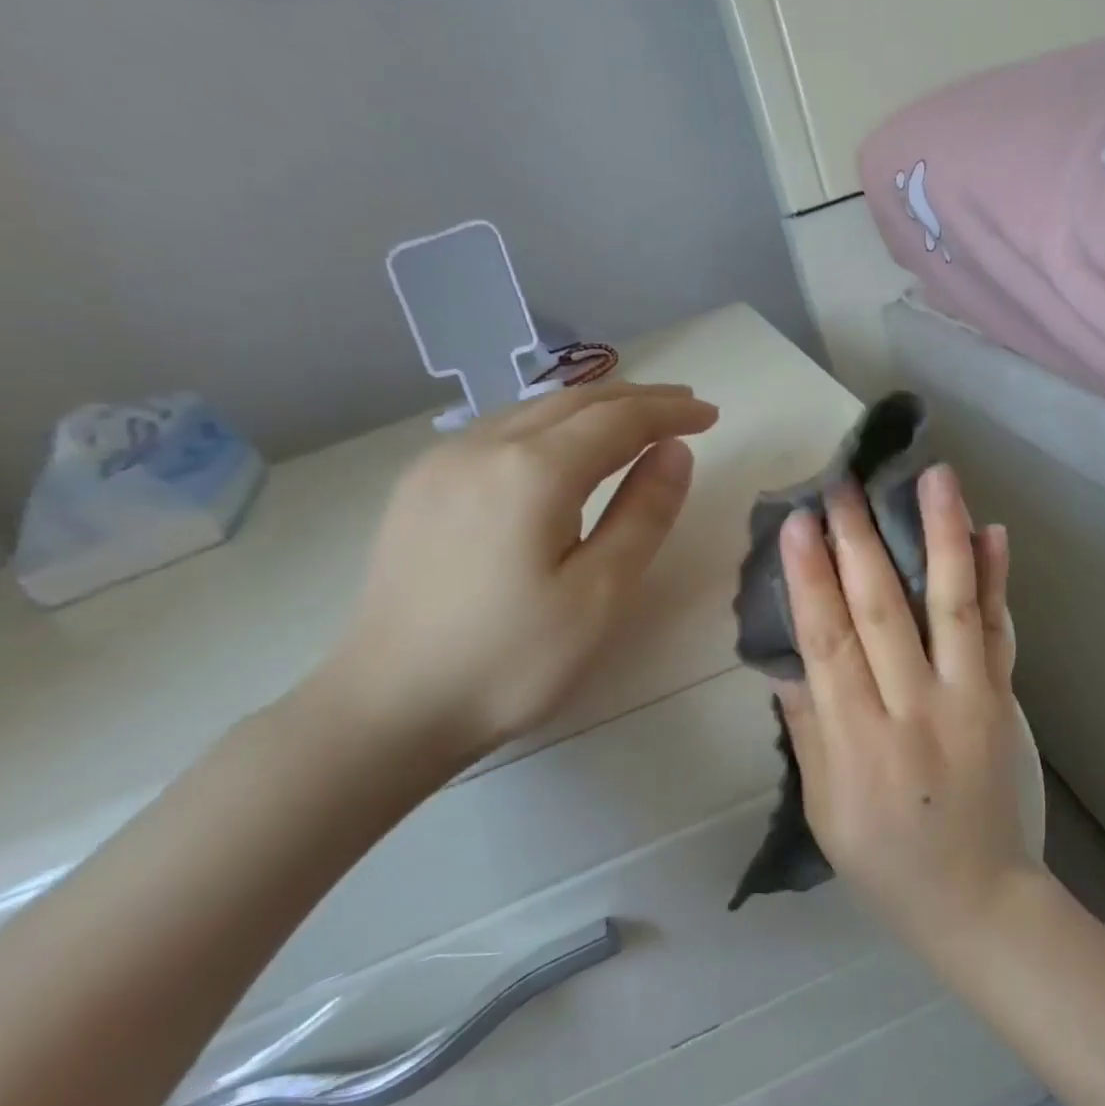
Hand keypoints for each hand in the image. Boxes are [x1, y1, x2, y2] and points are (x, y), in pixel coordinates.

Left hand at [318, 383, 718, 763]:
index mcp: (532, 472)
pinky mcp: (420, 487)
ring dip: (592, 410)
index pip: (618, 419)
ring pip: (532, 411)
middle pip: (573, 402)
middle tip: (685, 410)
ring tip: (636, 424)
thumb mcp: (600, 595)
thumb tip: (675, 452)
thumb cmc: (513, 661)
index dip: (669, 413)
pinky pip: (499, 432)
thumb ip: (644, 514)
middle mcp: (480, 447)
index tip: (711, 415)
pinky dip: (549, 427)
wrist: (392, 705)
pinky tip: (563, 450)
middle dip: (636, 400)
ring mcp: (440, 463)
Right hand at [776, 464, 1042, 951]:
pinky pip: (999, 633)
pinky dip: (997, 582)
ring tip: (935, 477)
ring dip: (942, 537)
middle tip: (845, 482)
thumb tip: (786, 663)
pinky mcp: (1004, 701)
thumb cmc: (886, 862)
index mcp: (859, 741)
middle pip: (884, 611)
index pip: (829, 642)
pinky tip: (994, 534)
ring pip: (951, 606)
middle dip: (861, 540)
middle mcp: (915, 709)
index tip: (799, 521)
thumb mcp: (825, 810)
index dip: (811, 578)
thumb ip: (807, 731)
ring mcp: (969, 700)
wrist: (979, 901)